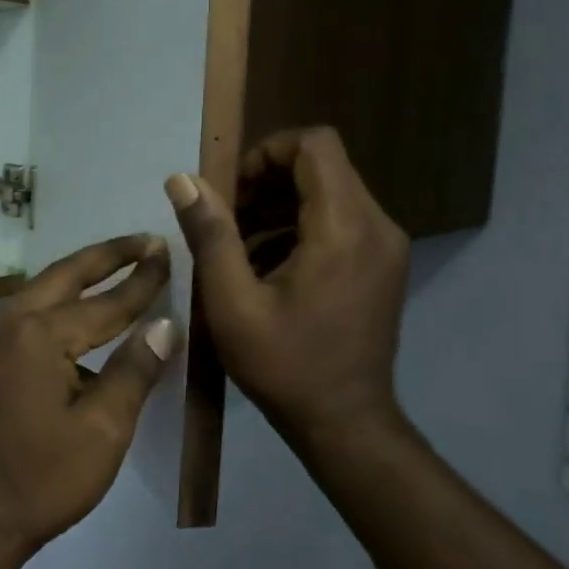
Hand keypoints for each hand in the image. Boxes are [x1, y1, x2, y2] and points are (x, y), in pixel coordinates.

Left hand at [0, 234, 177, 564]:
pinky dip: (47, 309)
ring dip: (74, 281)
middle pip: (62, 276)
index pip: (104, 302)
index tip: (166, 251)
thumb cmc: (42, 480)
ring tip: (110, 273)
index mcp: (38, 336)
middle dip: (105, 257)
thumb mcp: (102, 431)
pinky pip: (15, 318)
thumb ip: (134, 370)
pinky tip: (65, 322)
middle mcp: (3, 323)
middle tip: (141, 242)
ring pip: (35, 294)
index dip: (141, 280)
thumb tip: (164, 325)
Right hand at [166, 127, 410, 459]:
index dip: (266, 152)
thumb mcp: (232, 302)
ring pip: (330, 192)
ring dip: (281, 205)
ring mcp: (385, 246)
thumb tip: (182, 179)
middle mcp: (376, 225)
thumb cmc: (284, 365)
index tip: (232, 191)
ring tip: (241, 247)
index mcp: (343, 227)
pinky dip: (301, 227)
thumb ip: (210, 233)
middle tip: (228, 221)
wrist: (345, 424)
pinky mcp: (383, 264)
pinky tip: (269, 267)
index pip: (314, 144)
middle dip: (268, 181)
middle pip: (322, 166)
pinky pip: (340, 220)